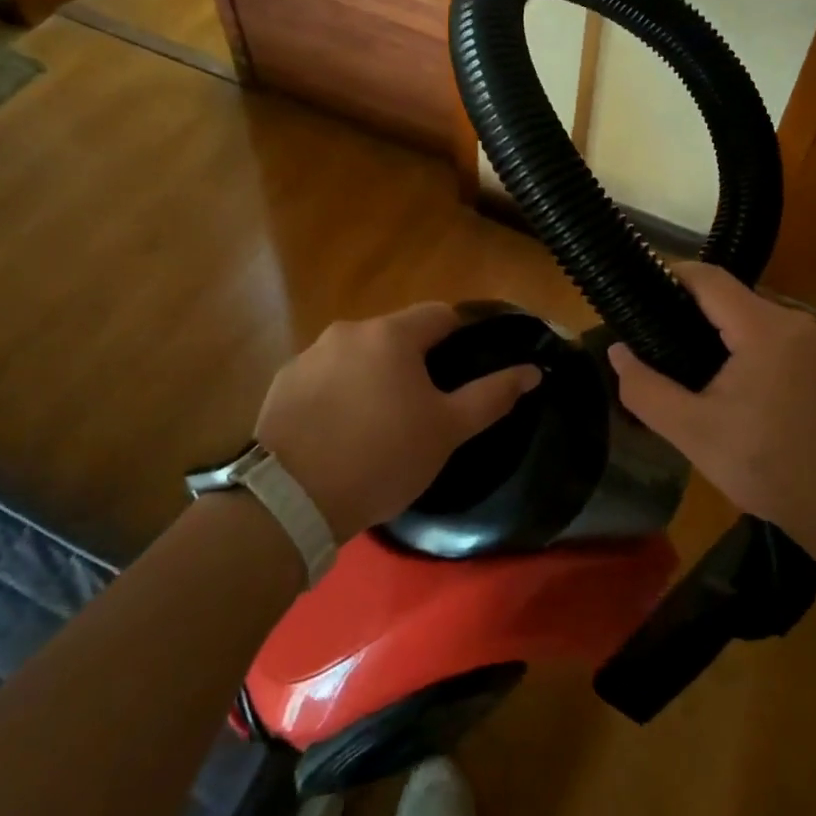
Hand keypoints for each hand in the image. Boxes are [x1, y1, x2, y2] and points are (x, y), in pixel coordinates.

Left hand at [254, 302, 540, 539]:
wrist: (291, 500)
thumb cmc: (382, 458)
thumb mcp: (447, 431)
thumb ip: (492, 395)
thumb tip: (532, 371)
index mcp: (391, 335)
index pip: (439, 315)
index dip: (459, 338)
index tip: (464, 372)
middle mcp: (348, 331)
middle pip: (396, 335)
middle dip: (414, 362)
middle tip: (423, 408)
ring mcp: (309, 355)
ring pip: (359, 355)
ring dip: (374, 376)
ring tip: (379, 424)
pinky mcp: (282, 382)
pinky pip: (325, 377)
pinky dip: (339, 392)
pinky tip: (339, 432)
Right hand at [607, 263, 815, 525]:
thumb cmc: (770, 466)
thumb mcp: (694, 433)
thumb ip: (646, 389)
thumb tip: (617, 351)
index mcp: (763, 327)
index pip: (707, 278)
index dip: (668, 276)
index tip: (634, 294)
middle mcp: (792, 322)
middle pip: (728, 298)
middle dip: (685, 311)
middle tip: (648, 338)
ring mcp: (812, 343)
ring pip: (748, 319)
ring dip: (713, 333)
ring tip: (676, 363)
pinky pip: (768, 339)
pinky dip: (739, 349)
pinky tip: (721, 384)